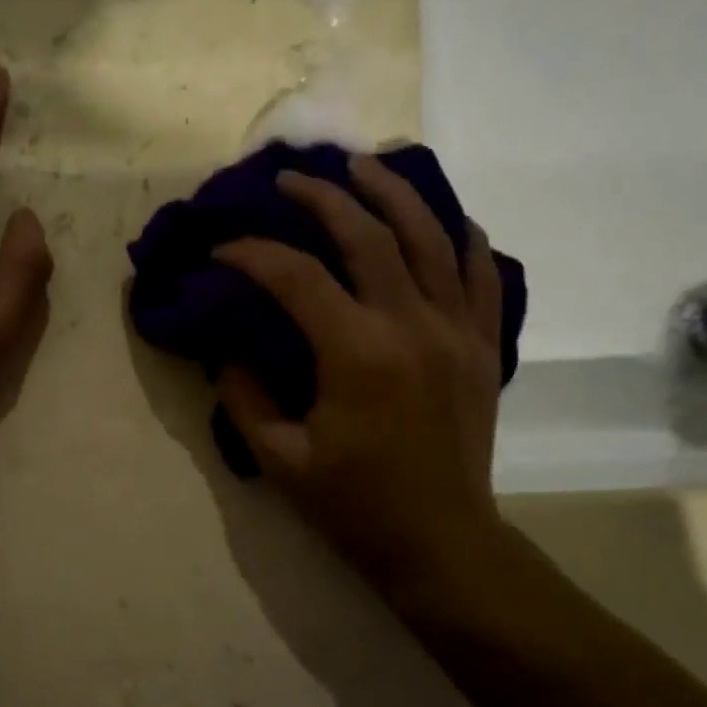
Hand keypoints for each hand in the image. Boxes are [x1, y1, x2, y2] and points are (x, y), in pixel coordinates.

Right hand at [213, 154, 506, 601]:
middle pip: (367, 235)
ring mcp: (457, 330)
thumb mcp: (281, 460)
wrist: (439, 540)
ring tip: (363, 167)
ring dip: (393, 193)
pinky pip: (480, 273)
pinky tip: (443, 218)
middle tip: (290, 179)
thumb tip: (226, 351)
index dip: (252, 255)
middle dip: (322, 198)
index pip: (295, 278)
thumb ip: (245, 398)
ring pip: (430, 237)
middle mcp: (411, 325)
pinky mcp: (483, 346)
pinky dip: (460, 237)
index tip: (223, 249)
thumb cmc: (354, 506)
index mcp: (356, 353)